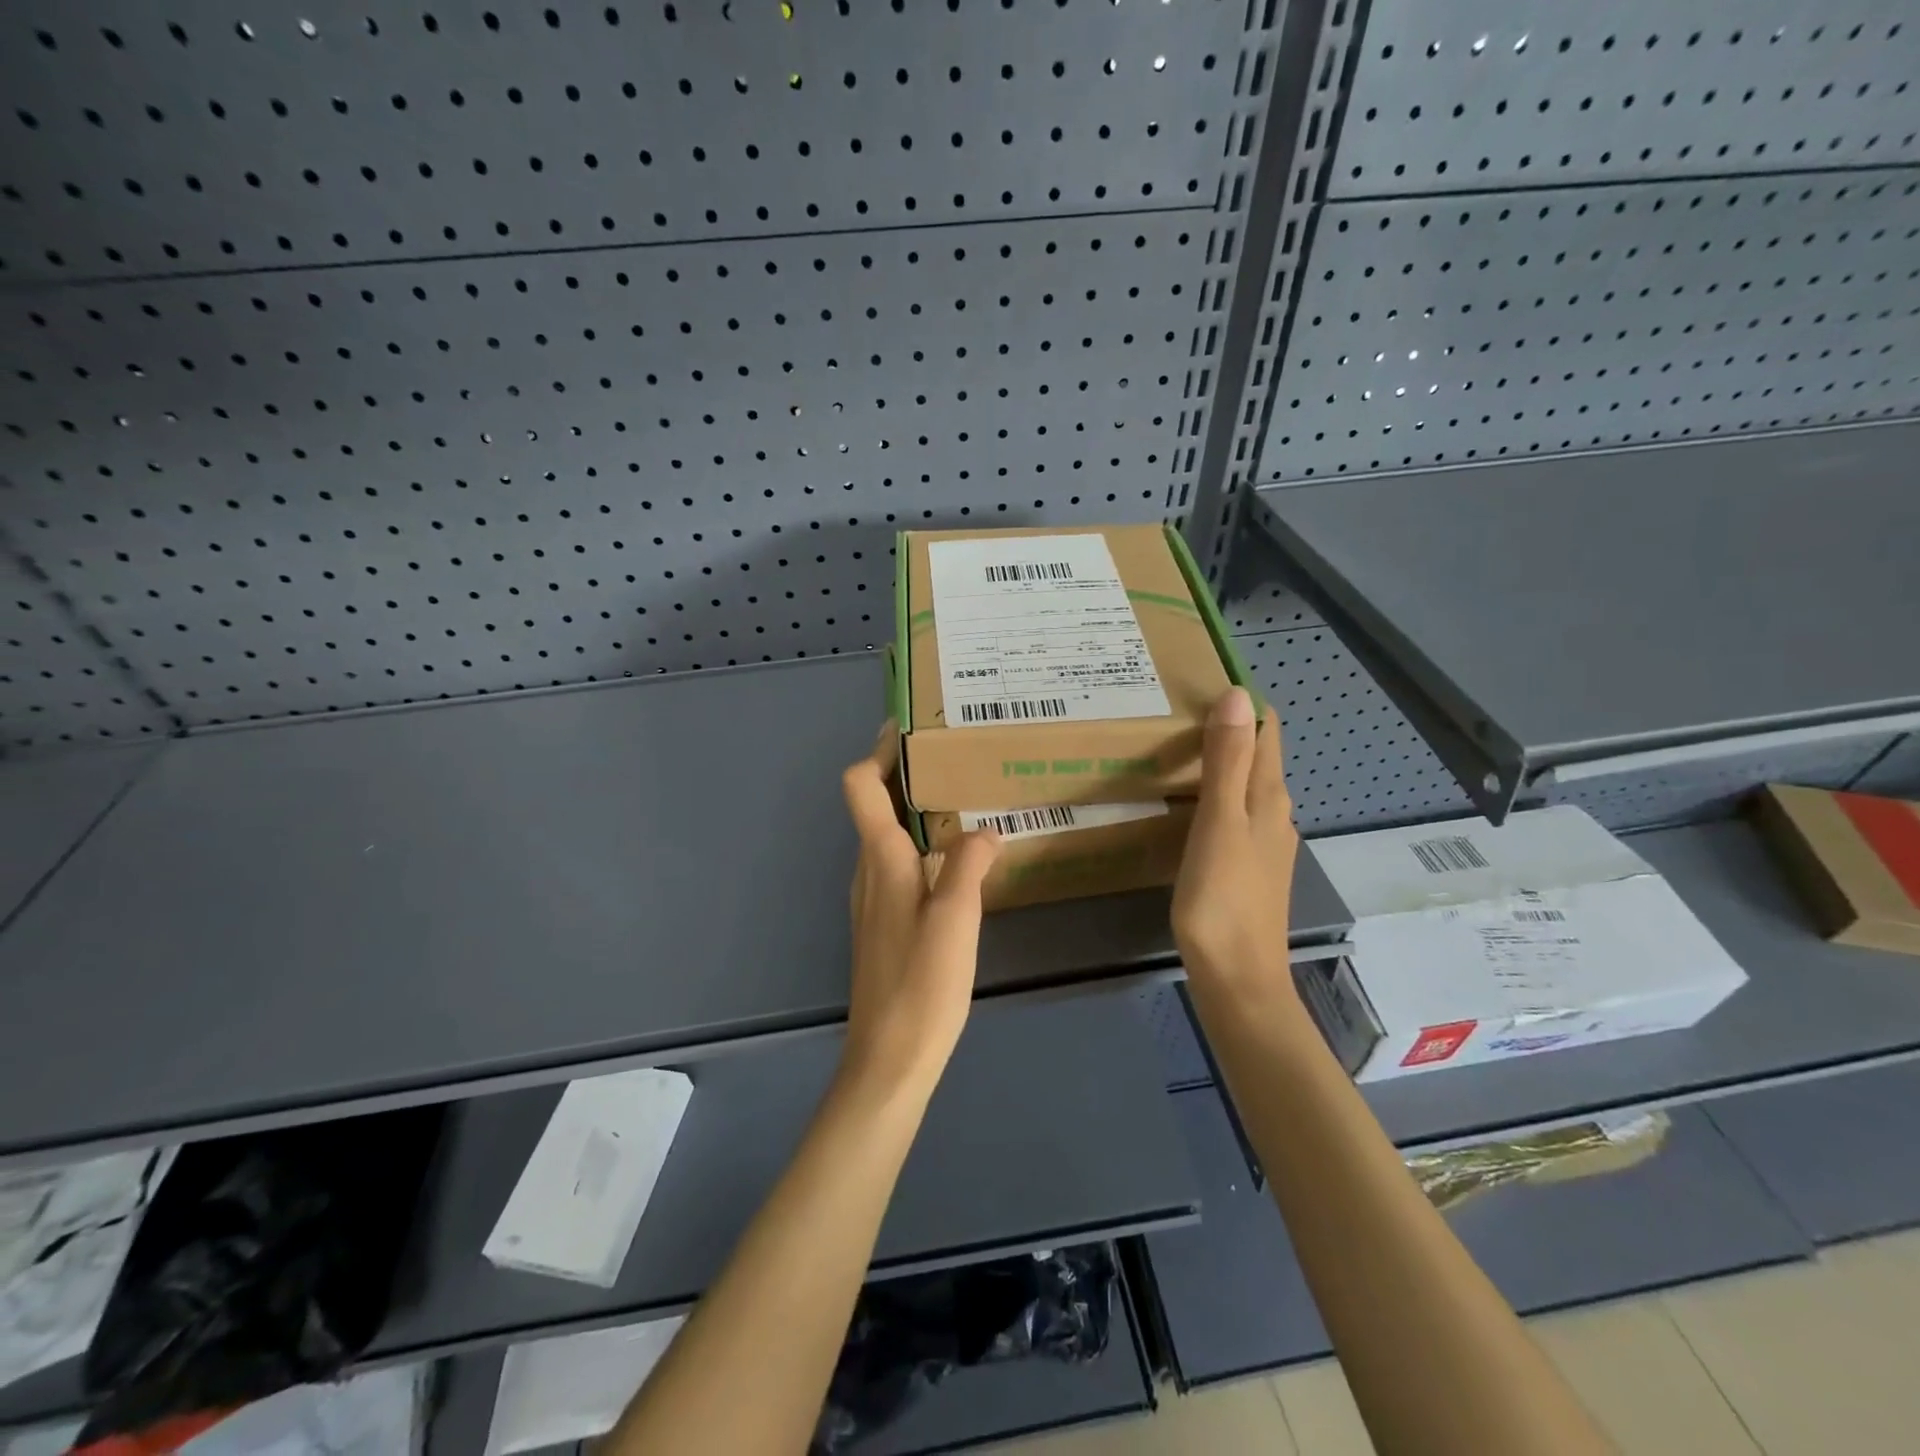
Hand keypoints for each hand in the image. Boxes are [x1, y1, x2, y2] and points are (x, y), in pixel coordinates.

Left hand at [839, 724, 1001, 1095]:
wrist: (889, 1058)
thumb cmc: (922, 983)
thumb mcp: (957, 918)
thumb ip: (969, 864)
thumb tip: (985, 830)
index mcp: (881, 860)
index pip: (860, 786)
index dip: (878, 752)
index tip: (913, 729)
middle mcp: (868, 871)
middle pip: (873, 804)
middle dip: (905, 774)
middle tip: (954, 757)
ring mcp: (872, 899)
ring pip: (886, 835)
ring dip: (914, 810)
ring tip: (963, 801)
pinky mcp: (883, 923)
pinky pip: (897, 864)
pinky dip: (919, 844)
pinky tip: (956, 861)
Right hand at [1172, 688, 1299, 993]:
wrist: (1237, 976)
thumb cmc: (1223, 897)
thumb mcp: (1220, 822)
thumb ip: (1226, 760)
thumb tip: (1238, 694)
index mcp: (1268, 797)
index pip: (1265, 732)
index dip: (1242, 704)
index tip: (1203, 681)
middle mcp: (1273, 814)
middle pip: (1255, 757)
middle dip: (1227, 729)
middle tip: (1175, 710)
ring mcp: (1262, 844)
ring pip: (1243, 787)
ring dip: (1219, 764)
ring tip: (1174, 749)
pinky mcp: (1246, 868)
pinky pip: (1232, 815)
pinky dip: (1212, 797)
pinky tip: (1185, 805)